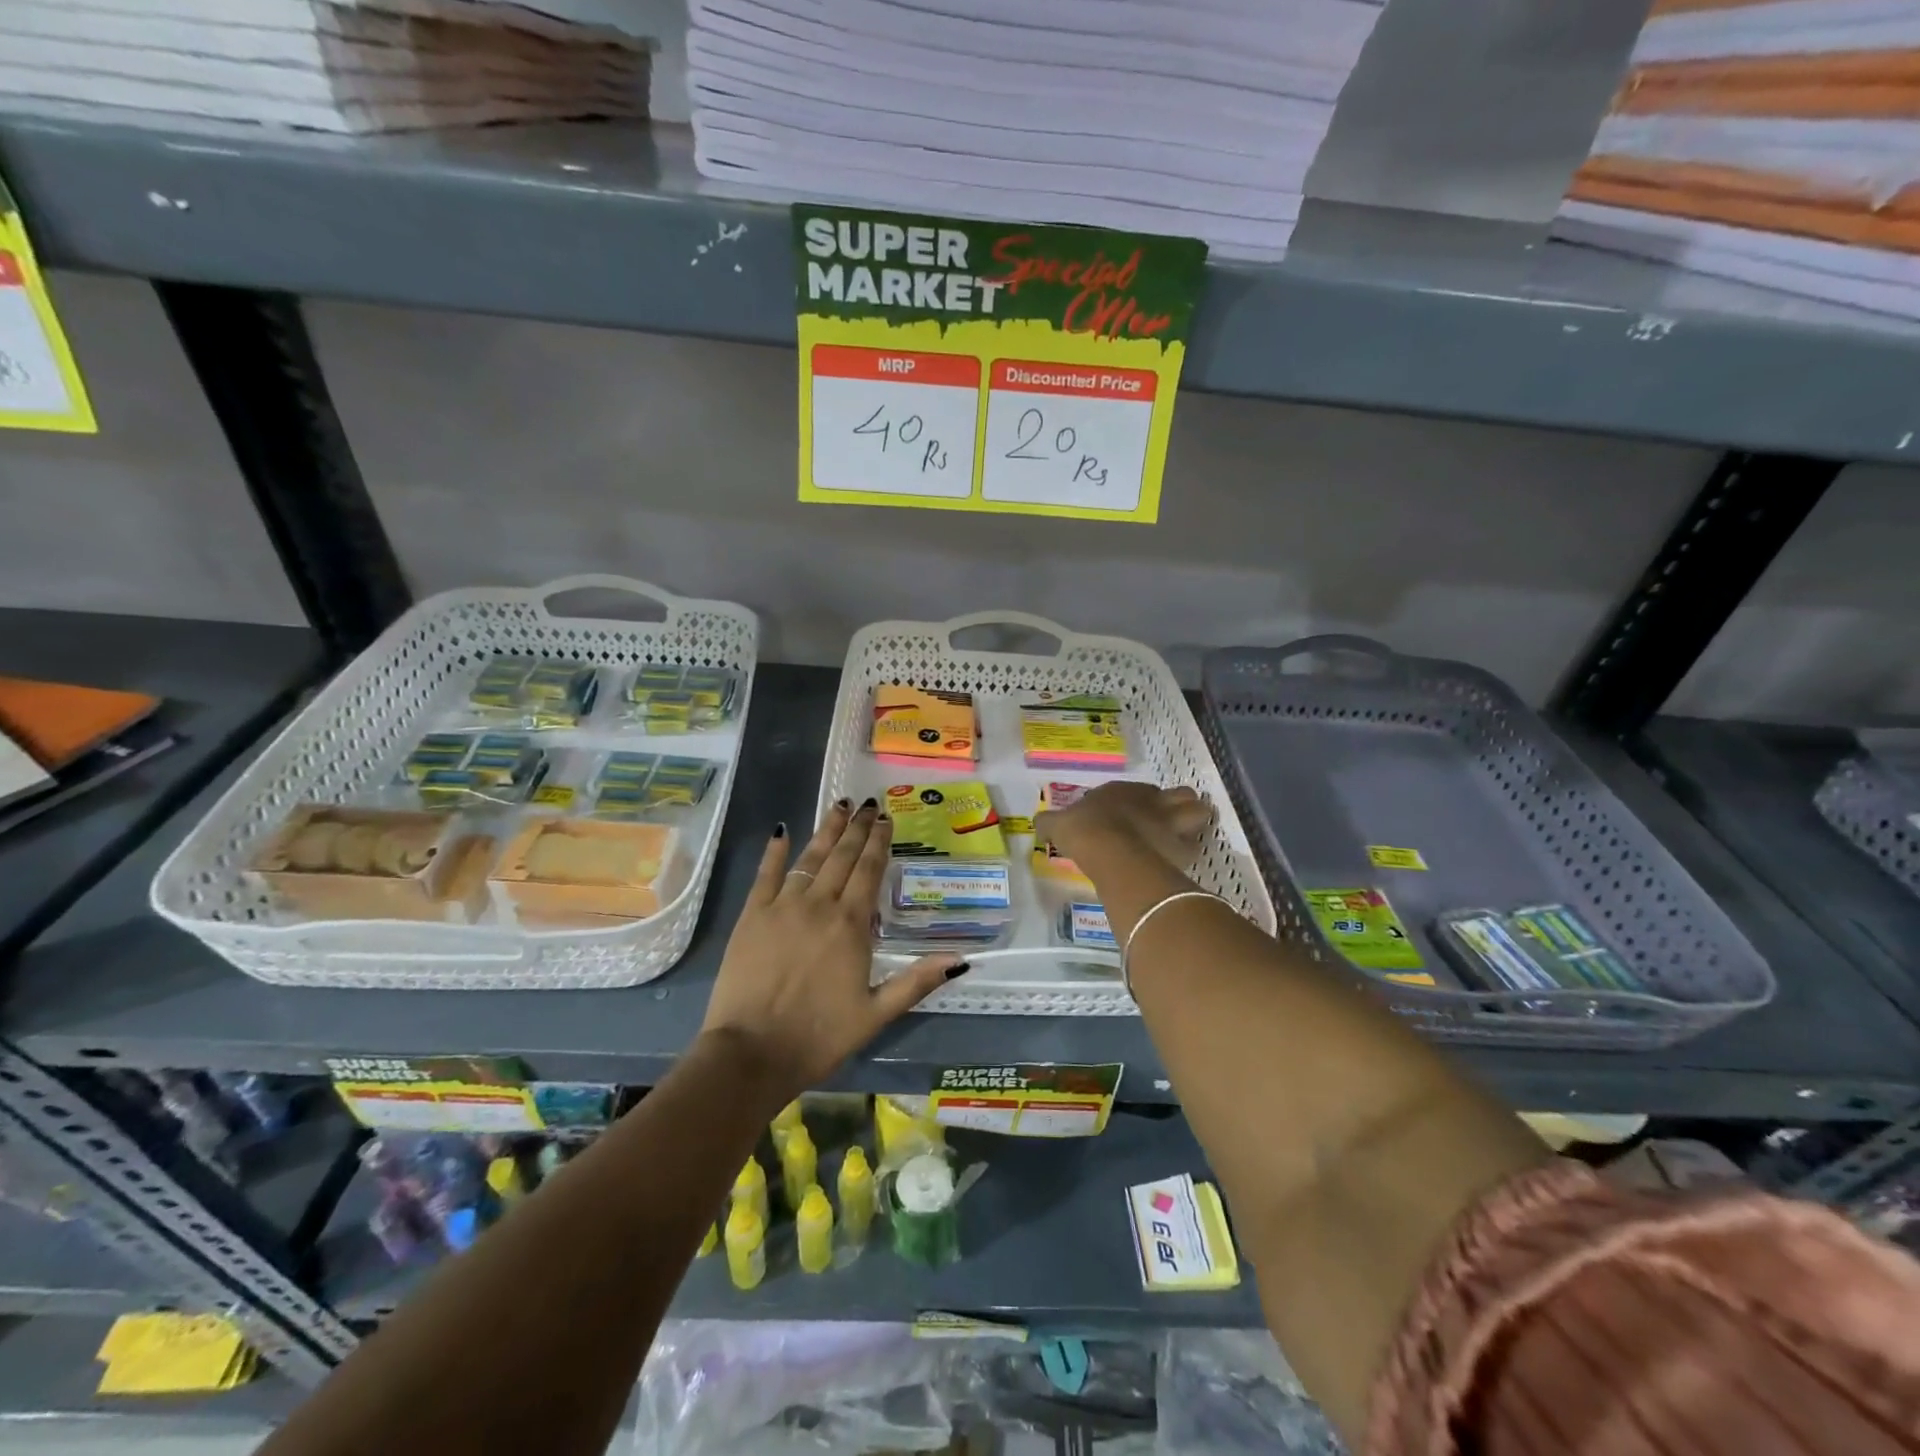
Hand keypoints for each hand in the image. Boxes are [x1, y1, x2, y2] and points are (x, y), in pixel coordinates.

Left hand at [699, 799, 967, 1096]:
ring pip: (809, 858)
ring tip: (838, 806)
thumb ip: (916, 981)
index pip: (869, 871)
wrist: (751, 1053)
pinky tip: (782, 830)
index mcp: (851, 926)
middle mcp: (819, 905)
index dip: (879, 842)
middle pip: (842, 857)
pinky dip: (774, 851)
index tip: (886, 818)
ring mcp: (782, 907)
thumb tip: (961, 959)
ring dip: (826, 830)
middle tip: (867, 804)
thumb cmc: (818, 1036)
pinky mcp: (751, 916)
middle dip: (857, 828)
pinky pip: (765, 874)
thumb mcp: (876, 1014)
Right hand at [1037, 781, 1210, 869]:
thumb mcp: (1058, 824)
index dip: (1139, 801)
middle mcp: (1153, 801)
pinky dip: (1190, 852)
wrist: (1111, 851)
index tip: (1130, 816)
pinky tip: (1179, 861)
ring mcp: (1172, 822)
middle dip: (1179, 805)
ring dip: (1194, 823)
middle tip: (1169, 820)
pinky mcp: (1183, 847)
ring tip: (1184, 837)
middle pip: (1181, 795)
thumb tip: (1037, 825)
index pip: (1141, 790)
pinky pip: (1195, 847)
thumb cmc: (1084, 831)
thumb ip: (1050, 823)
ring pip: (1198, 814)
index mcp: (1124, 791)